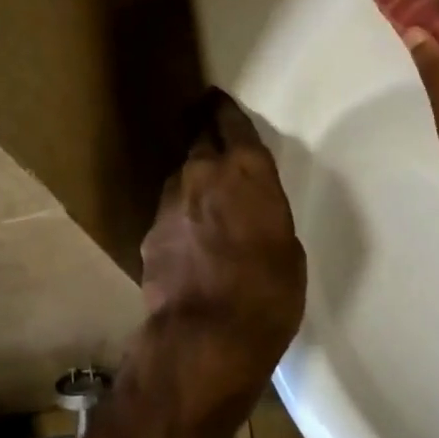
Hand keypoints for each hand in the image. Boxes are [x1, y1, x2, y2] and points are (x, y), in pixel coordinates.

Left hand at [139, 90, 306, 396]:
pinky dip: (180, 215)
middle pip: (199, 136)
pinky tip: (188, 237)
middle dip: (203, 128)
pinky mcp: (150, 232)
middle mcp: (203, 172)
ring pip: (182, 174)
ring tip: (202, 193)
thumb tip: (250, 213)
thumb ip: (265, 214)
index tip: (218, 99)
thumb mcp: (288, 248)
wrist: (205, 338)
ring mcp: (171, 201)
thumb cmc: (267, 292)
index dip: (225, 109)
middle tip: (207, 125)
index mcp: (246, 169)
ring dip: (192, 177)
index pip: (231, 121)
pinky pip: (170, 211)